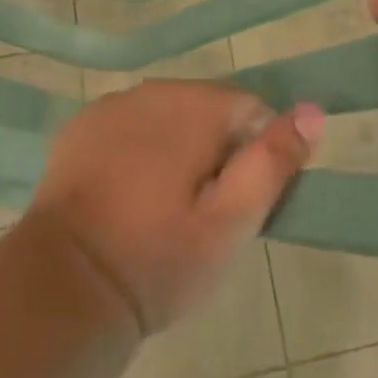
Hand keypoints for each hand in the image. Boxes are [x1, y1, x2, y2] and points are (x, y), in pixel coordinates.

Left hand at [25, 81, 323, 335]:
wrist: (65, 287)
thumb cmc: (159, 259)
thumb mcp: (231, 223)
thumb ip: (272, 161)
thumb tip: (313, 110)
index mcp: (194, 106)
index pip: (250, 109)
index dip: (254, 155)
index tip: (239, 202)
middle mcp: (152, 90)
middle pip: (207, 107)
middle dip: (215, 149)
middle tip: (202, 212)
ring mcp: (111, 105)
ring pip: (167, 115)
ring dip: (176, 146)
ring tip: (164, 206)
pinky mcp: (80, 127)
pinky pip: (129, 125)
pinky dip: (138, 148)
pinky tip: (128, 194)